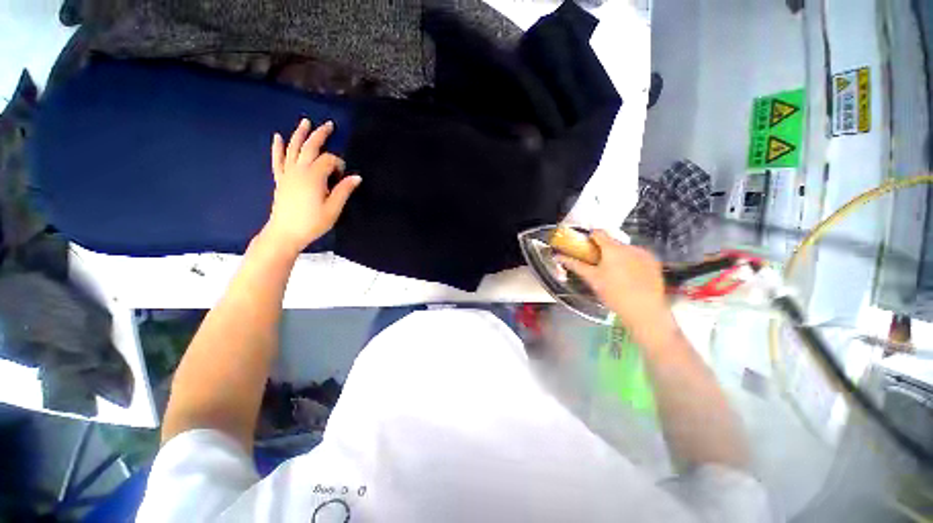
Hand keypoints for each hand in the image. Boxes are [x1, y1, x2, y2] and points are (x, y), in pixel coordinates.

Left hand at [264, 119, 360, 255]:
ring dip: (300, 134)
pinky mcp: (280, 179)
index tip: (343, 176)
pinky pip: (278, 160)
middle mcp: (299, 170)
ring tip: (306, 122)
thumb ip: (344, 190)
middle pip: (310, 147)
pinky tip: (277, 137)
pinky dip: (278, 147)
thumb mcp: (333, 209)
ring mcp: (287, 173)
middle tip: (329, 125)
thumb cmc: (312, 223)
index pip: (328, 160)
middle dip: (320, 135)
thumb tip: (356, 177)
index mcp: (314, 177)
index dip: (339, 164)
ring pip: (293, 149)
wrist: (285, 233)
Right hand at [557, 231, 676, 346]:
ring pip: (626, 250)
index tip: (585, 245)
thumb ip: (575, 265)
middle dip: (604, 250)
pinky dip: (631, 262)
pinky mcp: (654, 263)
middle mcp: (630, 247)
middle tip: (598, 264)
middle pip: (612, 242)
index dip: (589, 237)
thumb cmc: (613, 293)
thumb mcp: (592, 278)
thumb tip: (559, 257)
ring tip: (614, 273)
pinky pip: (638, 257)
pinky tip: (629, 277)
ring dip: (618, 256)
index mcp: (612, 248)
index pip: (598, 233)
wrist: (644, 310)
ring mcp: (644, 254)